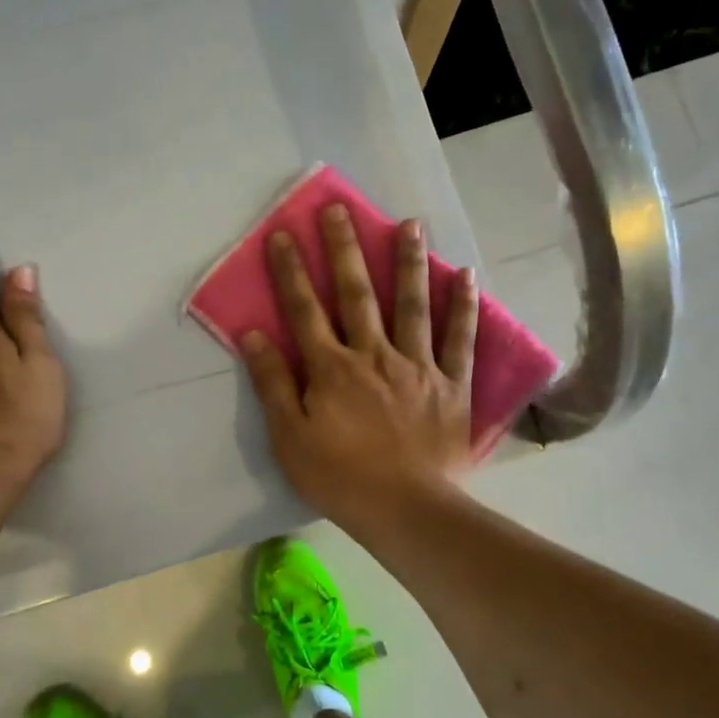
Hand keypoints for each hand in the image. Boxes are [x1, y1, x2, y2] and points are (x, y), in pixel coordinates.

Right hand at [240, 203, 477, 527]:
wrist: (406, 509)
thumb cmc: (339, 478)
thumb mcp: (290, 438)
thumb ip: (272, 385)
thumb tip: (253, 335)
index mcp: (332, 369)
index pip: (304, 310)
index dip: (291, 271)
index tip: (283, 234)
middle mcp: (374, 355)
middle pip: (357, 294)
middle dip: (345, 249)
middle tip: (339, 209)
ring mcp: (417, 366)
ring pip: (412, 305)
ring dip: (409, 262)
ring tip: (410, 224)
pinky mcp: (451, 384)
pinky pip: (459, 340)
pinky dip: (463, 307)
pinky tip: (465, 275)